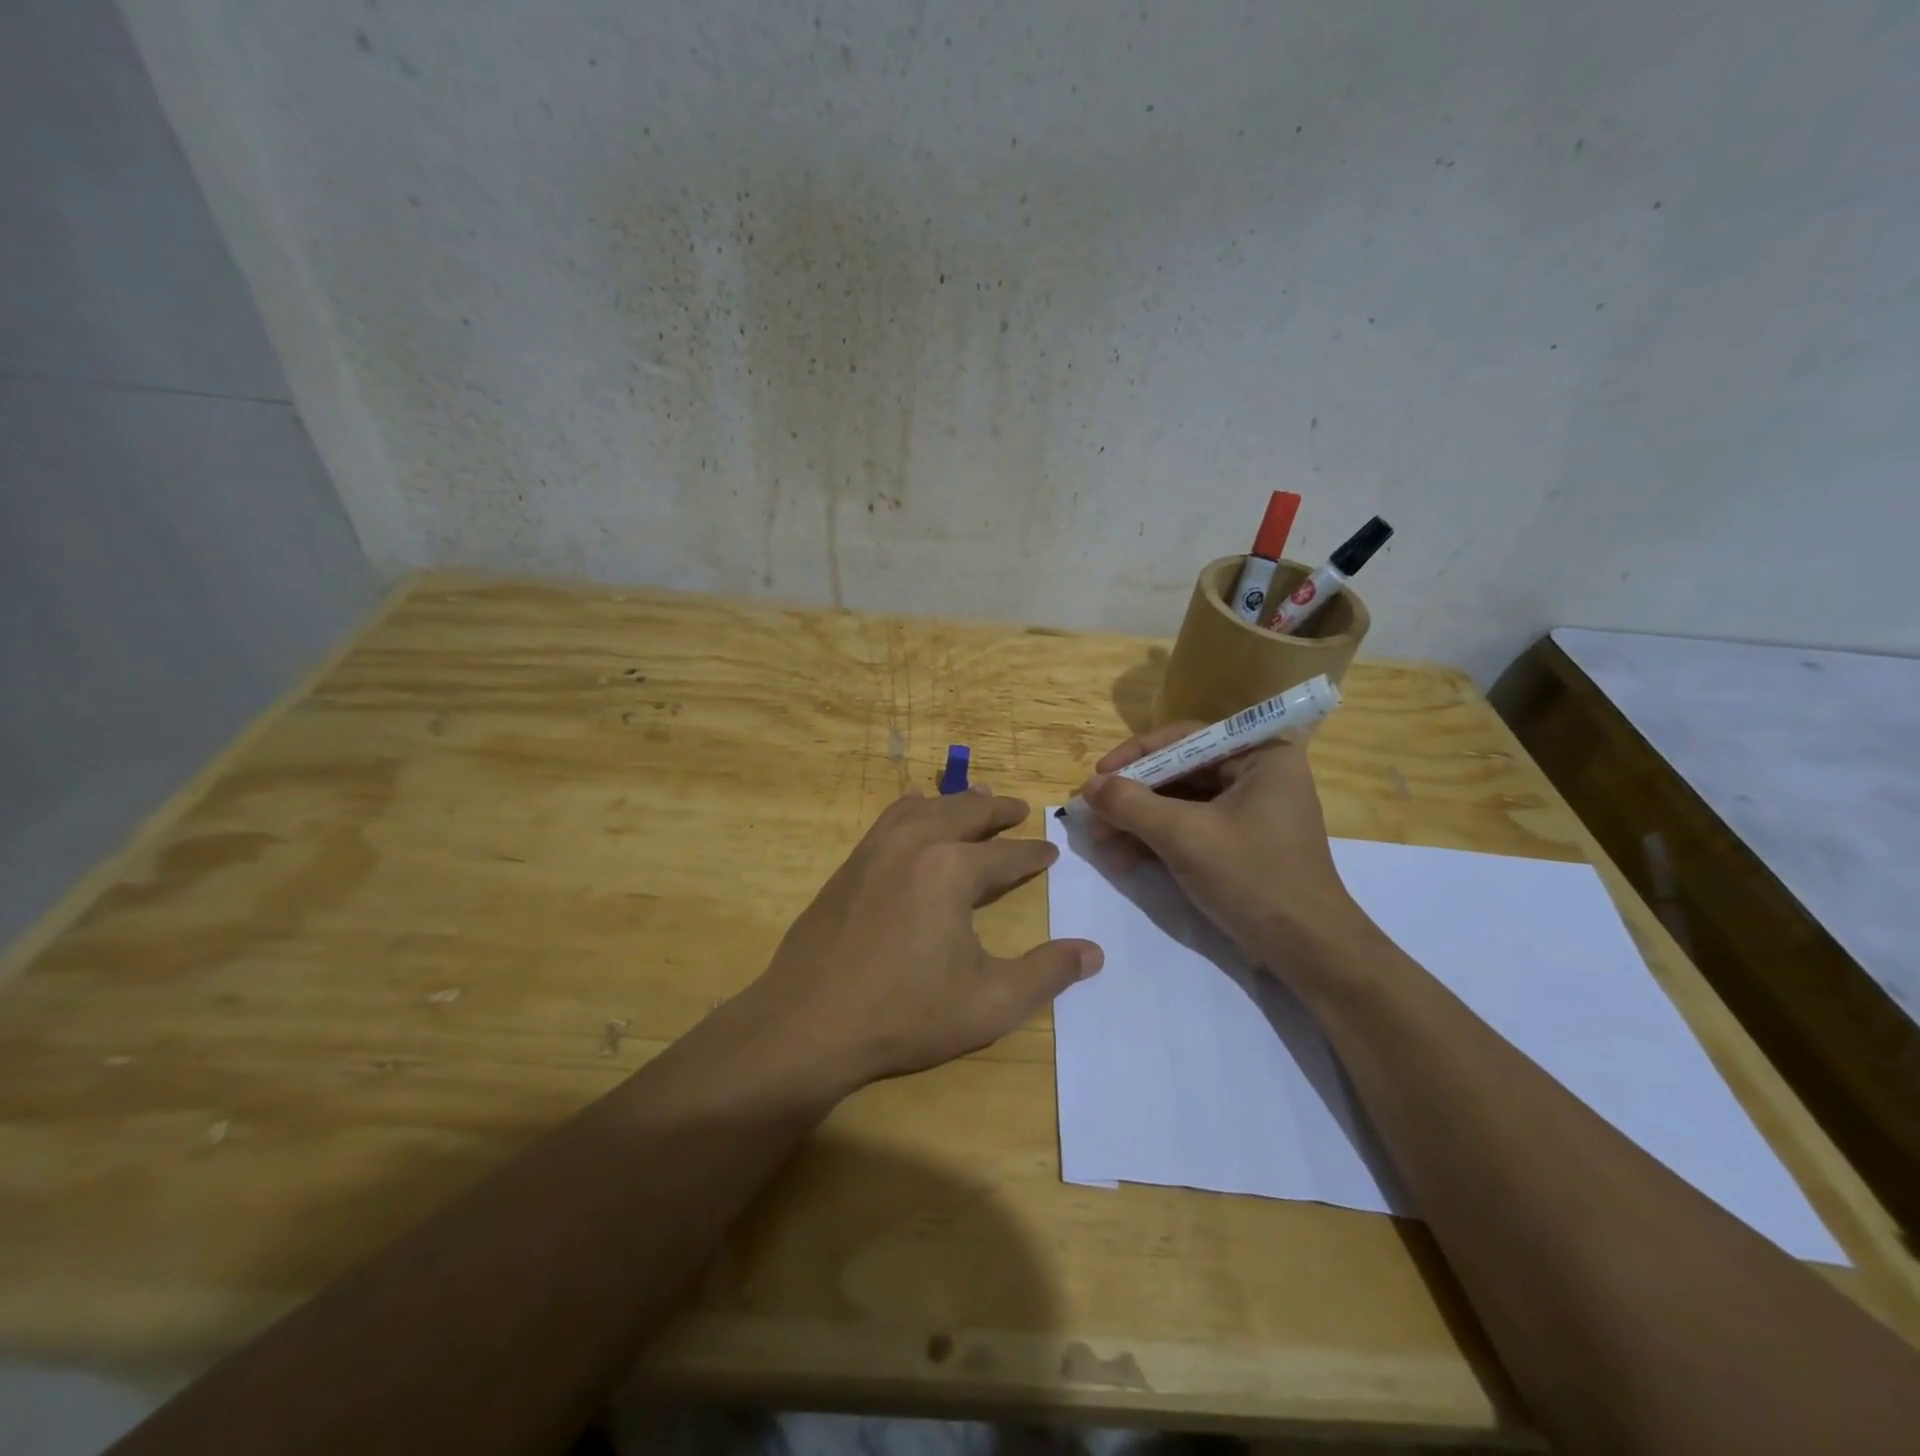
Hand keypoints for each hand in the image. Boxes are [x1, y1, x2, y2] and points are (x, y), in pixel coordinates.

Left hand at [736, 787, 1102, 1089]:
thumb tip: (1093, 953)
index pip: (1006, 855)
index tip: (1049, 852)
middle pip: (965, 812)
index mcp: (952, 870)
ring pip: (924, 808)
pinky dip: (913, 809)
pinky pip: (889, 819)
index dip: (1033, 855)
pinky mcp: (849, 866)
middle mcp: (915, 845)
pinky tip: (914, 814)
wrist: (808, 1023)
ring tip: (975, 798)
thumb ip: (1046, 973)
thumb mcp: (990, 1003)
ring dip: (955, 801)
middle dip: (997, 810)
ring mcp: (875, 850)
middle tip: (1019, 809)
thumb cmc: (906, 1014)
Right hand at [1078, 726, 1364, 967]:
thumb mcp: (1185, 836)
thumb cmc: (1253, 878)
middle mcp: (1258, 774)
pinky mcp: (1240, 843)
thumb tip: (1088, 786)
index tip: (1098, 776)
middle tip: (1094, 817)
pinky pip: (1190, 828)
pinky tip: (1125, 860)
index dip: (1137, 754)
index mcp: (1262, 756)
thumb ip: (1131, 804)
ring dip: (1138, 823)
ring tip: (1103, 847)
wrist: (1307, 951)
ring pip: (1179, 803)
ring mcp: (1249, 811)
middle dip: (1133, 798)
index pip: (1186, 738)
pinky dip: (1156, 840)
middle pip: (1179, 771)